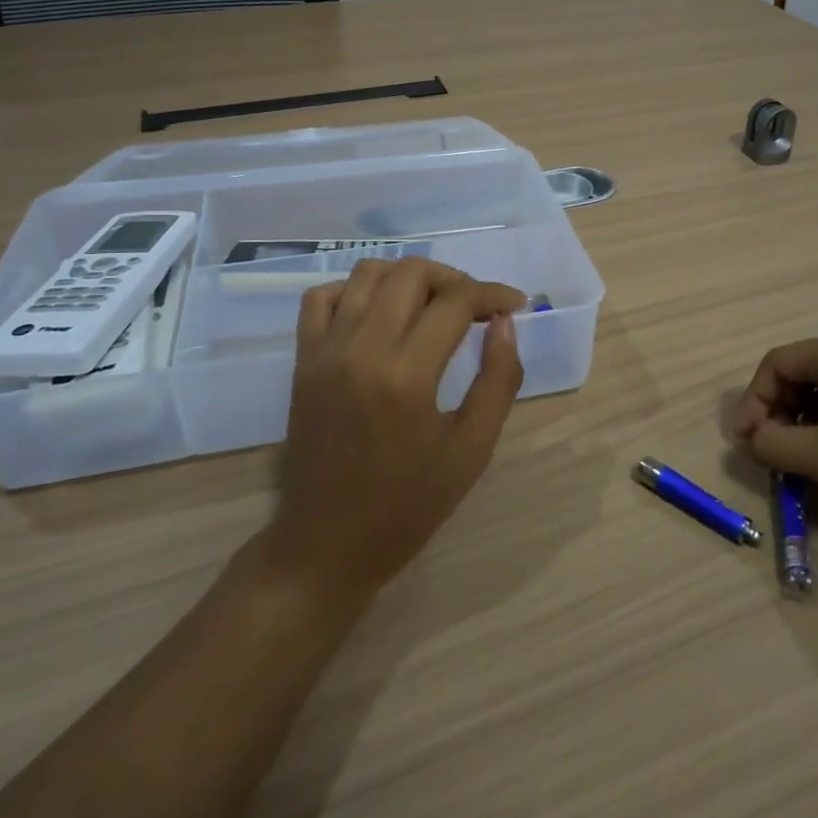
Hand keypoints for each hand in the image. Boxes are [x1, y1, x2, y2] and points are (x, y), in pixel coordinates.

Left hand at [265, 258, 524, 606]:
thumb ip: (498, 380)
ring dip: (409, 278)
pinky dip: (356, 290)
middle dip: (455, 279)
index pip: (456, 301)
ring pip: (368, 273)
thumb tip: (506, 324)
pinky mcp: (303, 360)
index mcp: (406, 375)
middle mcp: (361, 348)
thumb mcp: (471, 450)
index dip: (493, 294)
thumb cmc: (408, 505)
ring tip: (433, 305)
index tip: (514, 305)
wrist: (327, 545)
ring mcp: (325, 350)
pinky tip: (380, 313)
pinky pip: (323, 297)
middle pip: (411, 273)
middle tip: (477, 307)